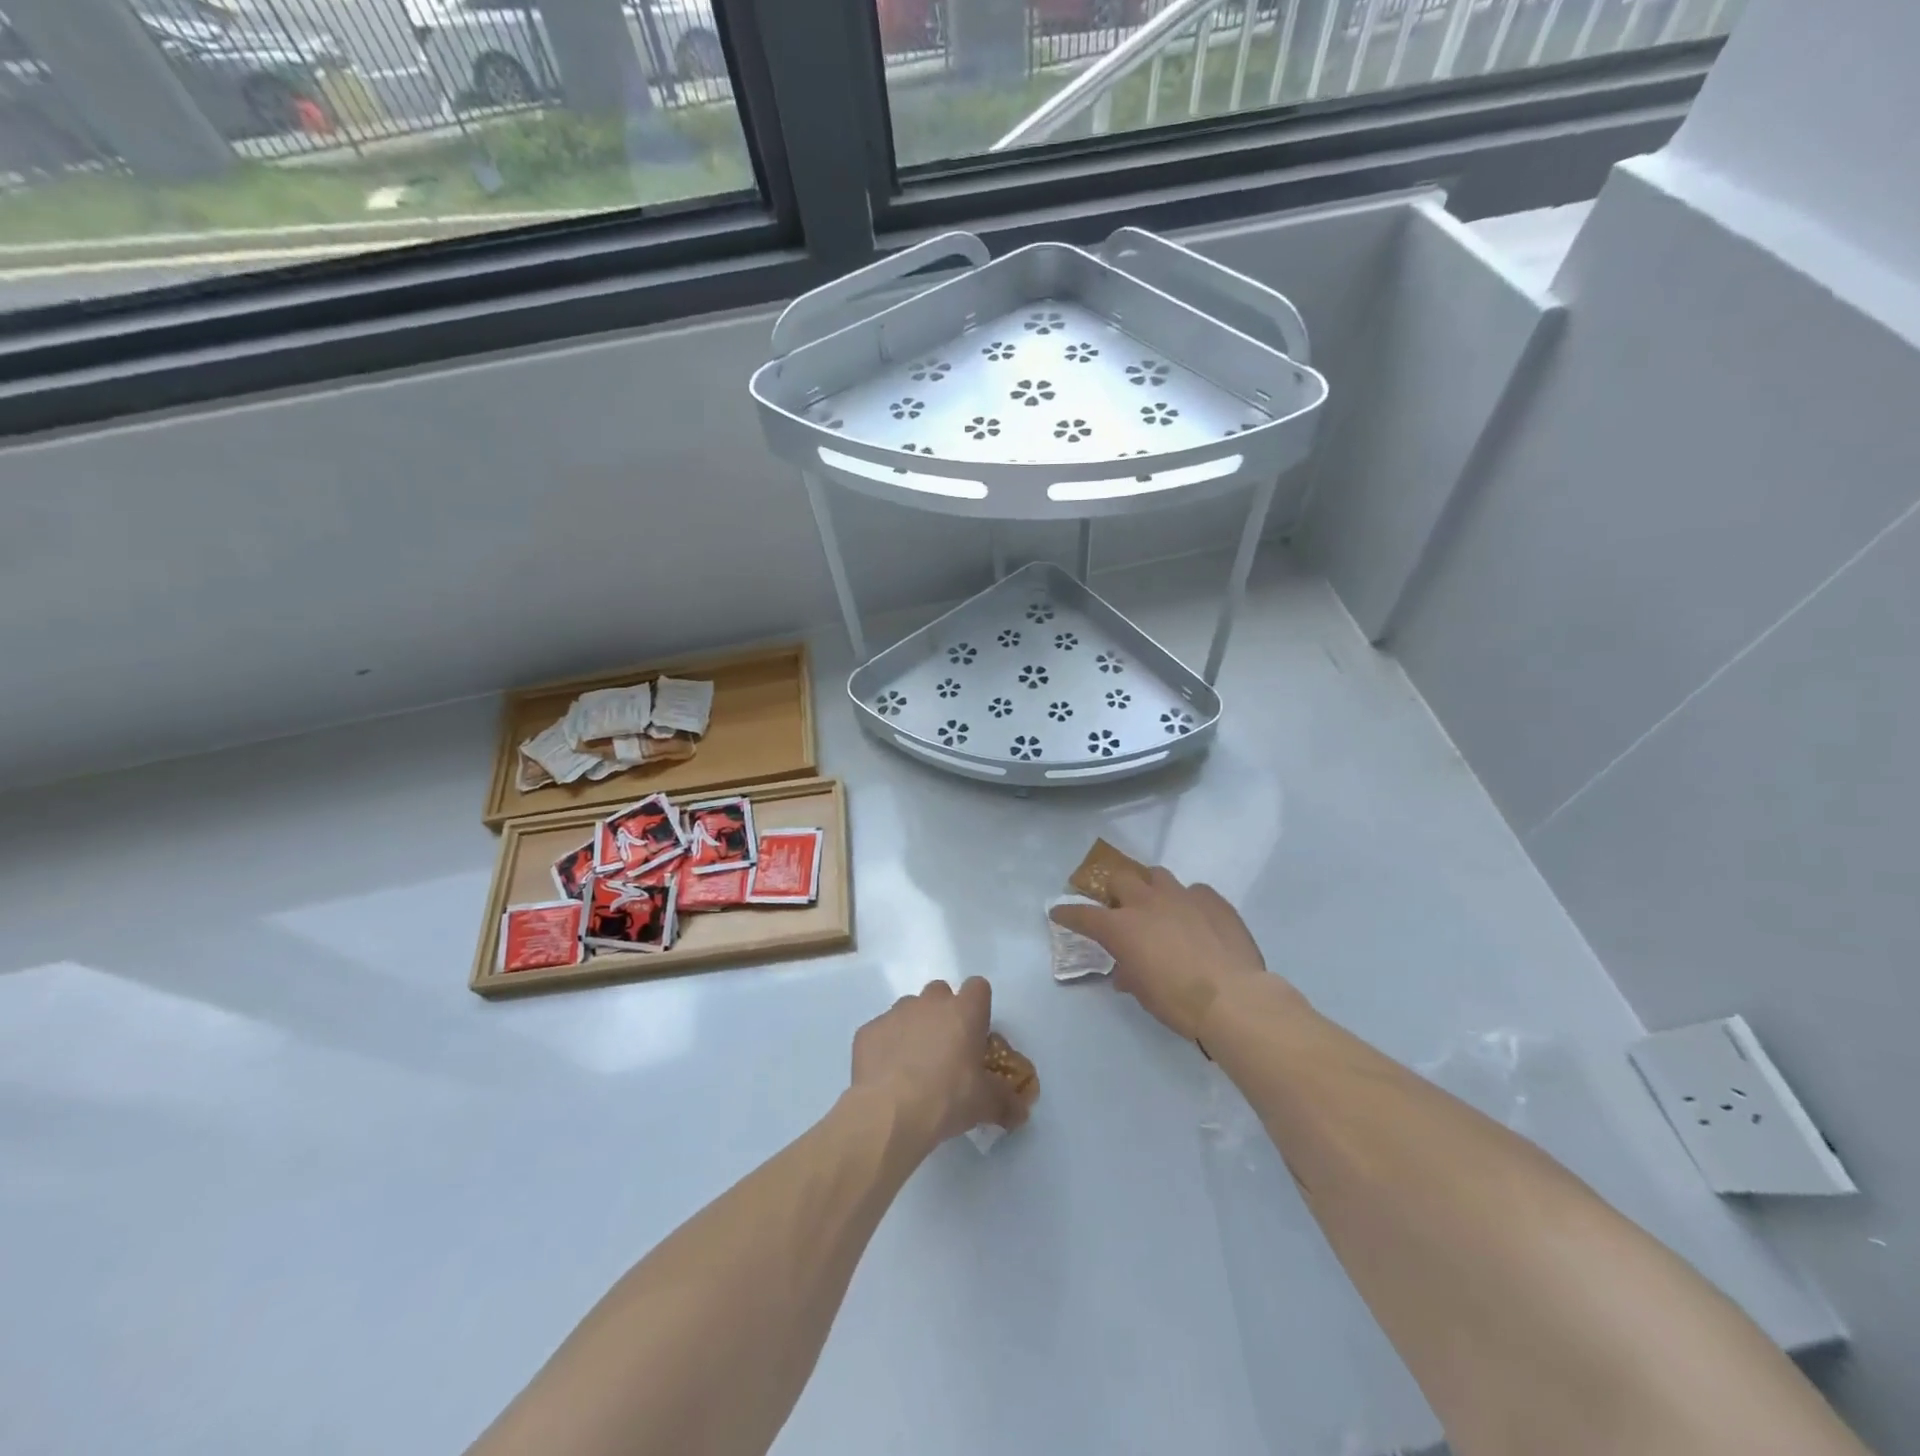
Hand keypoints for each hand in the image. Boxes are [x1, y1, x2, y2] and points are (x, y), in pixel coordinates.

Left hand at [851, 977, 1027, 1147]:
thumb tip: (1021, 1113)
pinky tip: (886, 1076)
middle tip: (945, 1050)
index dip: (978, 1006)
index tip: (977, 1031)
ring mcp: (895, 1013)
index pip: (978, 987)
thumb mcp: (986, 1104)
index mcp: (964, 1012)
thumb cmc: (948, 1098)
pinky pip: (881, 1032)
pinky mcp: (868, 1030)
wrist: (891, 1112)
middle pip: (941, 993)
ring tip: (912, 1066)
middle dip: (943, 1014)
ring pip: (908, 1009)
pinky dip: (885, 1047)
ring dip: (913, 1028)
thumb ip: (1006, 1103)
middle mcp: (930, 1003)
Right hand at [1051, 866, 1297, 1041]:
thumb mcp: (1143, 992)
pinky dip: (1189, 902)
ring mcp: (1181, 895)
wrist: (1233, 998)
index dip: (1068, 913)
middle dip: (1116, 890)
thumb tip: (1127, 972)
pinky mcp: (1212, 898)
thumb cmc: (1178, 1002)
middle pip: (1121, 879)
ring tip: (1159, 905)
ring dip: (1151, 887)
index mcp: (1122, 927)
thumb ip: (1130, 974)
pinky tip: (1197, 920)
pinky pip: (1194, 890)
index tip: (1058, 911)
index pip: (1083, 915)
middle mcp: (1147, 902)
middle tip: (1122, 907)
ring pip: (1157, 875)